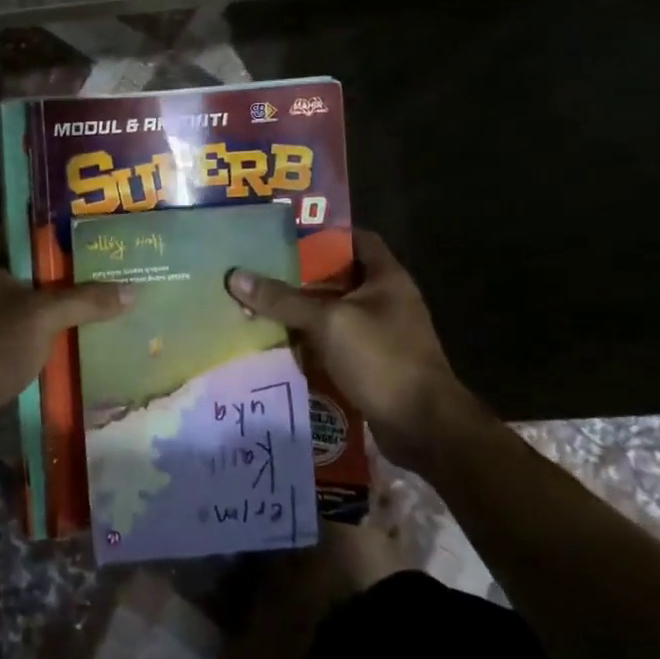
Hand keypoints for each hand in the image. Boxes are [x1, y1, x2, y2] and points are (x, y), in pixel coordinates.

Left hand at [0, 228, 132, 454]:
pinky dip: (20, 331)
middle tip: (72, 264)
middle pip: (2, 267)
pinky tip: (48, 337)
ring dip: (28, 303)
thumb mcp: (46, 316)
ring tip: (67, 300)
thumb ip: (85, 301)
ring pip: (1, 302)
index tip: (55, 227)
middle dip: (34, 267)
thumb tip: (132, 290)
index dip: (22, 225)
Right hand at [226, 230, 482, 472]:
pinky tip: (279, 342)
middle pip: (339, 277)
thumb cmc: (382, 358)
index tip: (287, 234)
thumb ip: (283, 299)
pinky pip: (334, 342)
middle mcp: (386, 300)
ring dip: (302, 311)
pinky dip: (310, 341)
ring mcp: (381, 334)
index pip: (357, 239)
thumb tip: (235, 276)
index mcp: (386, 278)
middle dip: (302, 275)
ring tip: (260, 303)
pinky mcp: (372, 363)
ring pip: (333, 312)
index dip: (325, 233)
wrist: (424, 426)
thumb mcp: (328, 322)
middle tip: (261, 269)